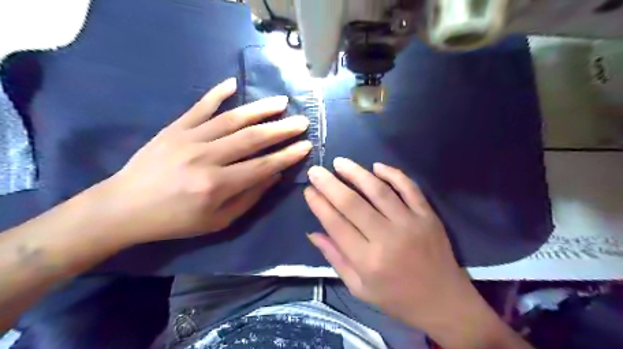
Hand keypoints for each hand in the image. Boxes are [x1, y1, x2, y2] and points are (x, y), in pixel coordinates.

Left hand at [101, 78, 311, 243]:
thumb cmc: (175, 220)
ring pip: (232, 119)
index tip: (306, 145)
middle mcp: (206, 158)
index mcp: (217, 185)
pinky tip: (233, 83)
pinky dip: (217, 93)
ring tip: (281, 102)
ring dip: (260, 109)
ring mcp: (189, 138)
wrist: (124, 207)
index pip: (262, 166)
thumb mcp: (217, 221)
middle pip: (252, 139)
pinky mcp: (175, 128)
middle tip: (302, 121)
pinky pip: (199, 106)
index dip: (287, 155)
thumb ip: (249, 198)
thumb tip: (274, 175)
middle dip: (282, 129)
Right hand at [304, 158, 523, 348]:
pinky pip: (409, 188)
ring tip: (340, 162)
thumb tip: (313, 233)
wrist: (443, 302)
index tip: (308, 190)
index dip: (319, 205)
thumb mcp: (359, 288)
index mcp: (368, 261)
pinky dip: (393, 174)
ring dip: (357, 173)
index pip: (336, 224)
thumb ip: (335, 258)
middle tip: (316, 170)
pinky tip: (376, 166)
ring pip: (379, 190)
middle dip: (330, 184)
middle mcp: (388, 238)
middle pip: (353, 203)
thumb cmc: (396, 298)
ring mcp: (411, 223)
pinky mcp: (428, 216)